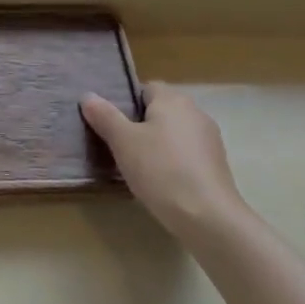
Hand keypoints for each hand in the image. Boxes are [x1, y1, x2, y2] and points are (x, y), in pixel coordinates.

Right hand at [81, 82, 248, 239]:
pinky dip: (172, 161)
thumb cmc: (160, 169)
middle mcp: (195, 112)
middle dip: (140, 124)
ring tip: (137, 166)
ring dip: (157, 144)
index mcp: (172, 100)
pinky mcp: (217, 164)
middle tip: (118, 145)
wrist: (206, 215)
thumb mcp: (122, 141)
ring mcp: (210, 139)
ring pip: (174, 133)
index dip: (126, 102)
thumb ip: (105, 116)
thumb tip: (88, 96)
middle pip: (161, 110)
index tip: (111, 124)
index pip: (146, 88)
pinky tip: (161, 181)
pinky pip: (186, 153)